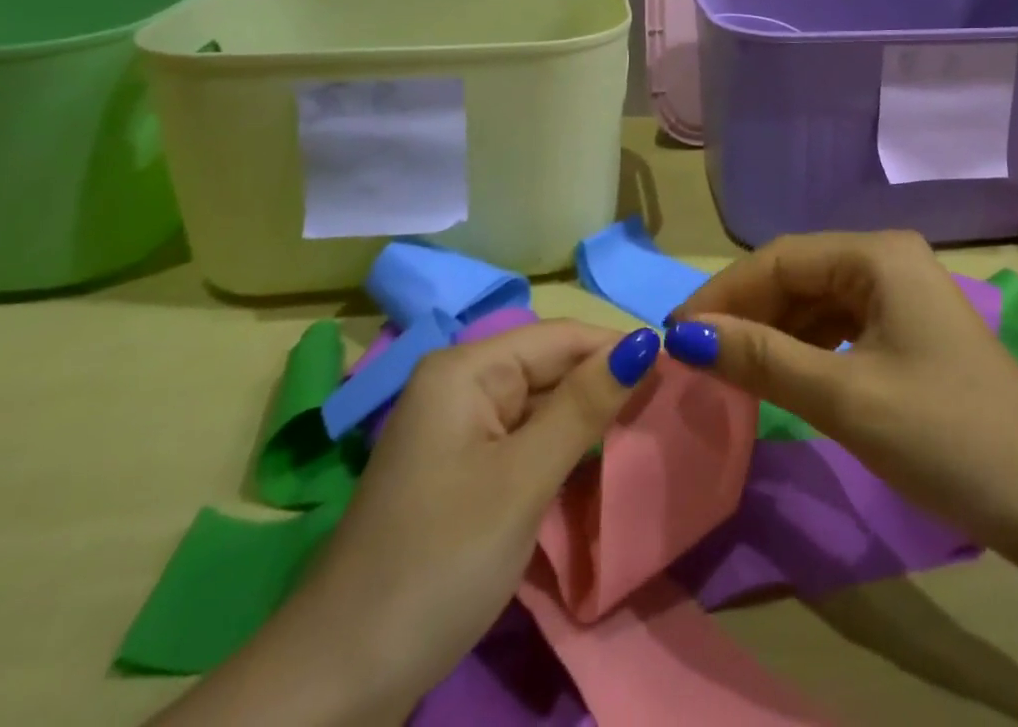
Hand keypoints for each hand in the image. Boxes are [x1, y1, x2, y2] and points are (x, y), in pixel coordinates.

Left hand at [150, 320, 661, 726]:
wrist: (338, 680)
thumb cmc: (439, 561)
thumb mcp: (523, 479)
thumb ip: (585, 405)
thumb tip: (645, 340)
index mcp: (466, 368)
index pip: (560, 337)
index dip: (618, 348)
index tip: (679, 368)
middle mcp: (459, 385)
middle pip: (549, 368)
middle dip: (605, 385)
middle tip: (670, 408)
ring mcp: (456, 431)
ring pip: (540, 406)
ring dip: (587, 421)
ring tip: (647, 431)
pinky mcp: (459, 472)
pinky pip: (522, 441)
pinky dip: (560, 452)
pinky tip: (596, 467)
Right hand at [666, 230, 1017, 562]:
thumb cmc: (947, 437)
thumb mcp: (844, 397)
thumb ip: (762, 358)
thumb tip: (685, 336)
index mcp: (876, 254)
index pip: (779, 259)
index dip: (723, 293)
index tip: (675, 334)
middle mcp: (887, 259)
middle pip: (797, 275)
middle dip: (746, 312)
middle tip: (696, 356)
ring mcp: (901, 295)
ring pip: (815, 301)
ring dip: (771, 331)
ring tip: (728, 367)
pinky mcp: (908, 331)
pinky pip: (839, 326)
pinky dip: (804, 348)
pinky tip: (781, 374)